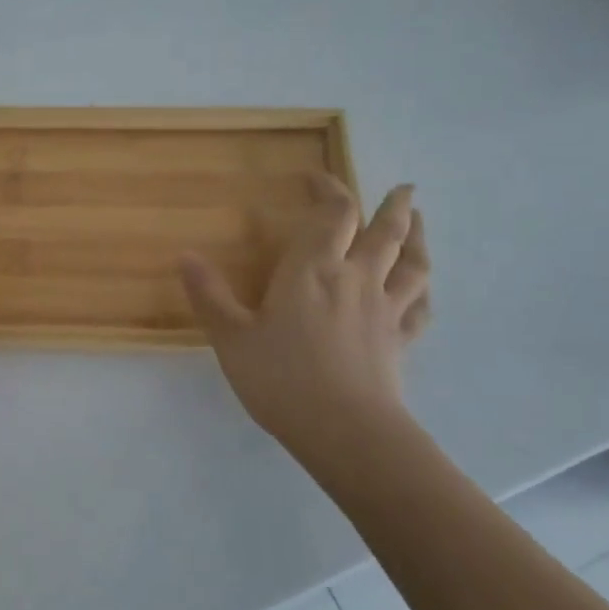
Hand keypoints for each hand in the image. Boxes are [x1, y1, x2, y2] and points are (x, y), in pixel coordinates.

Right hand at [179, 177, 430, 457]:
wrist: (345, 431)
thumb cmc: (281, 378)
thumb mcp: (231, 337)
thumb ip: (209, 295)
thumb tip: (185, 256)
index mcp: (313, 270)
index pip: (332, 214)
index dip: (328, 190)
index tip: (315, 178)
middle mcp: (355, 279)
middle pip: (384, 231)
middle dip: (392, 205)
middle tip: (404, 188)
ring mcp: (385, 310)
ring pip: (412, 264)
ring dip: (418, 237)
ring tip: (418, 221)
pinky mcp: (400, 341)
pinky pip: (420, 308)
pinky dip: (423, 291)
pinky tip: (422, 289)